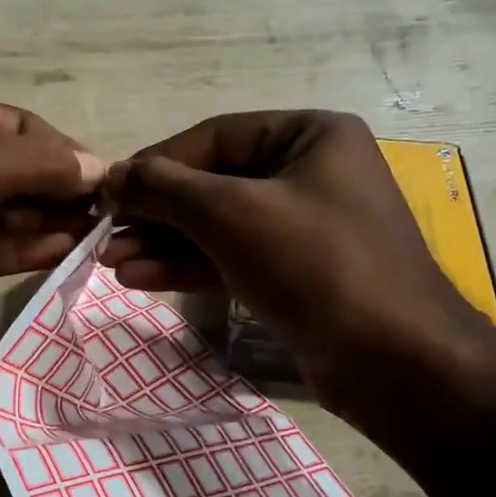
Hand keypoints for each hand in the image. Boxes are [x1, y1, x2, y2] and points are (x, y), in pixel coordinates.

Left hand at [0, 89, 103, 351]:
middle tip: (106, 218)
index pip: (15, 125)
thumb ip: (31, 165)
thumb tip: (97, 166)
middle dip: (57, 190)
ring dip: (44, 223)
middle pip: (10, 170)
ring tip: (94, 239)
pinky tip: (59, 254)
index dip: (62, 151)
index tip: (105, 183)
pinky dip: (18, 250)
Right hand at [100, 112, 488, 404]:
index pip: (214, 138)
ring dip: (164, 244)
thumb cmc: (315, 264)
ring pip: (220, 228)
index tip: (107, 192)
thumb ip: (165, 188)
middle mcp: (310, 174)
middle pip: (214, 184)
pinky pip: (233, 260)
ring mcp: (305, 229)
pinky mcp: (297, 276)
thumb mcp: (232, 214)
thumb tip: (110, 176)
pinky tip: (141, 278)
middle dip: (156, 213)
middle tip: (103, 236)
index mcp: (310, 136)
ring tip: (109, 263)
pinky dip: (190, 268)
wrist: (392, 360)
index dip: (155, 164)